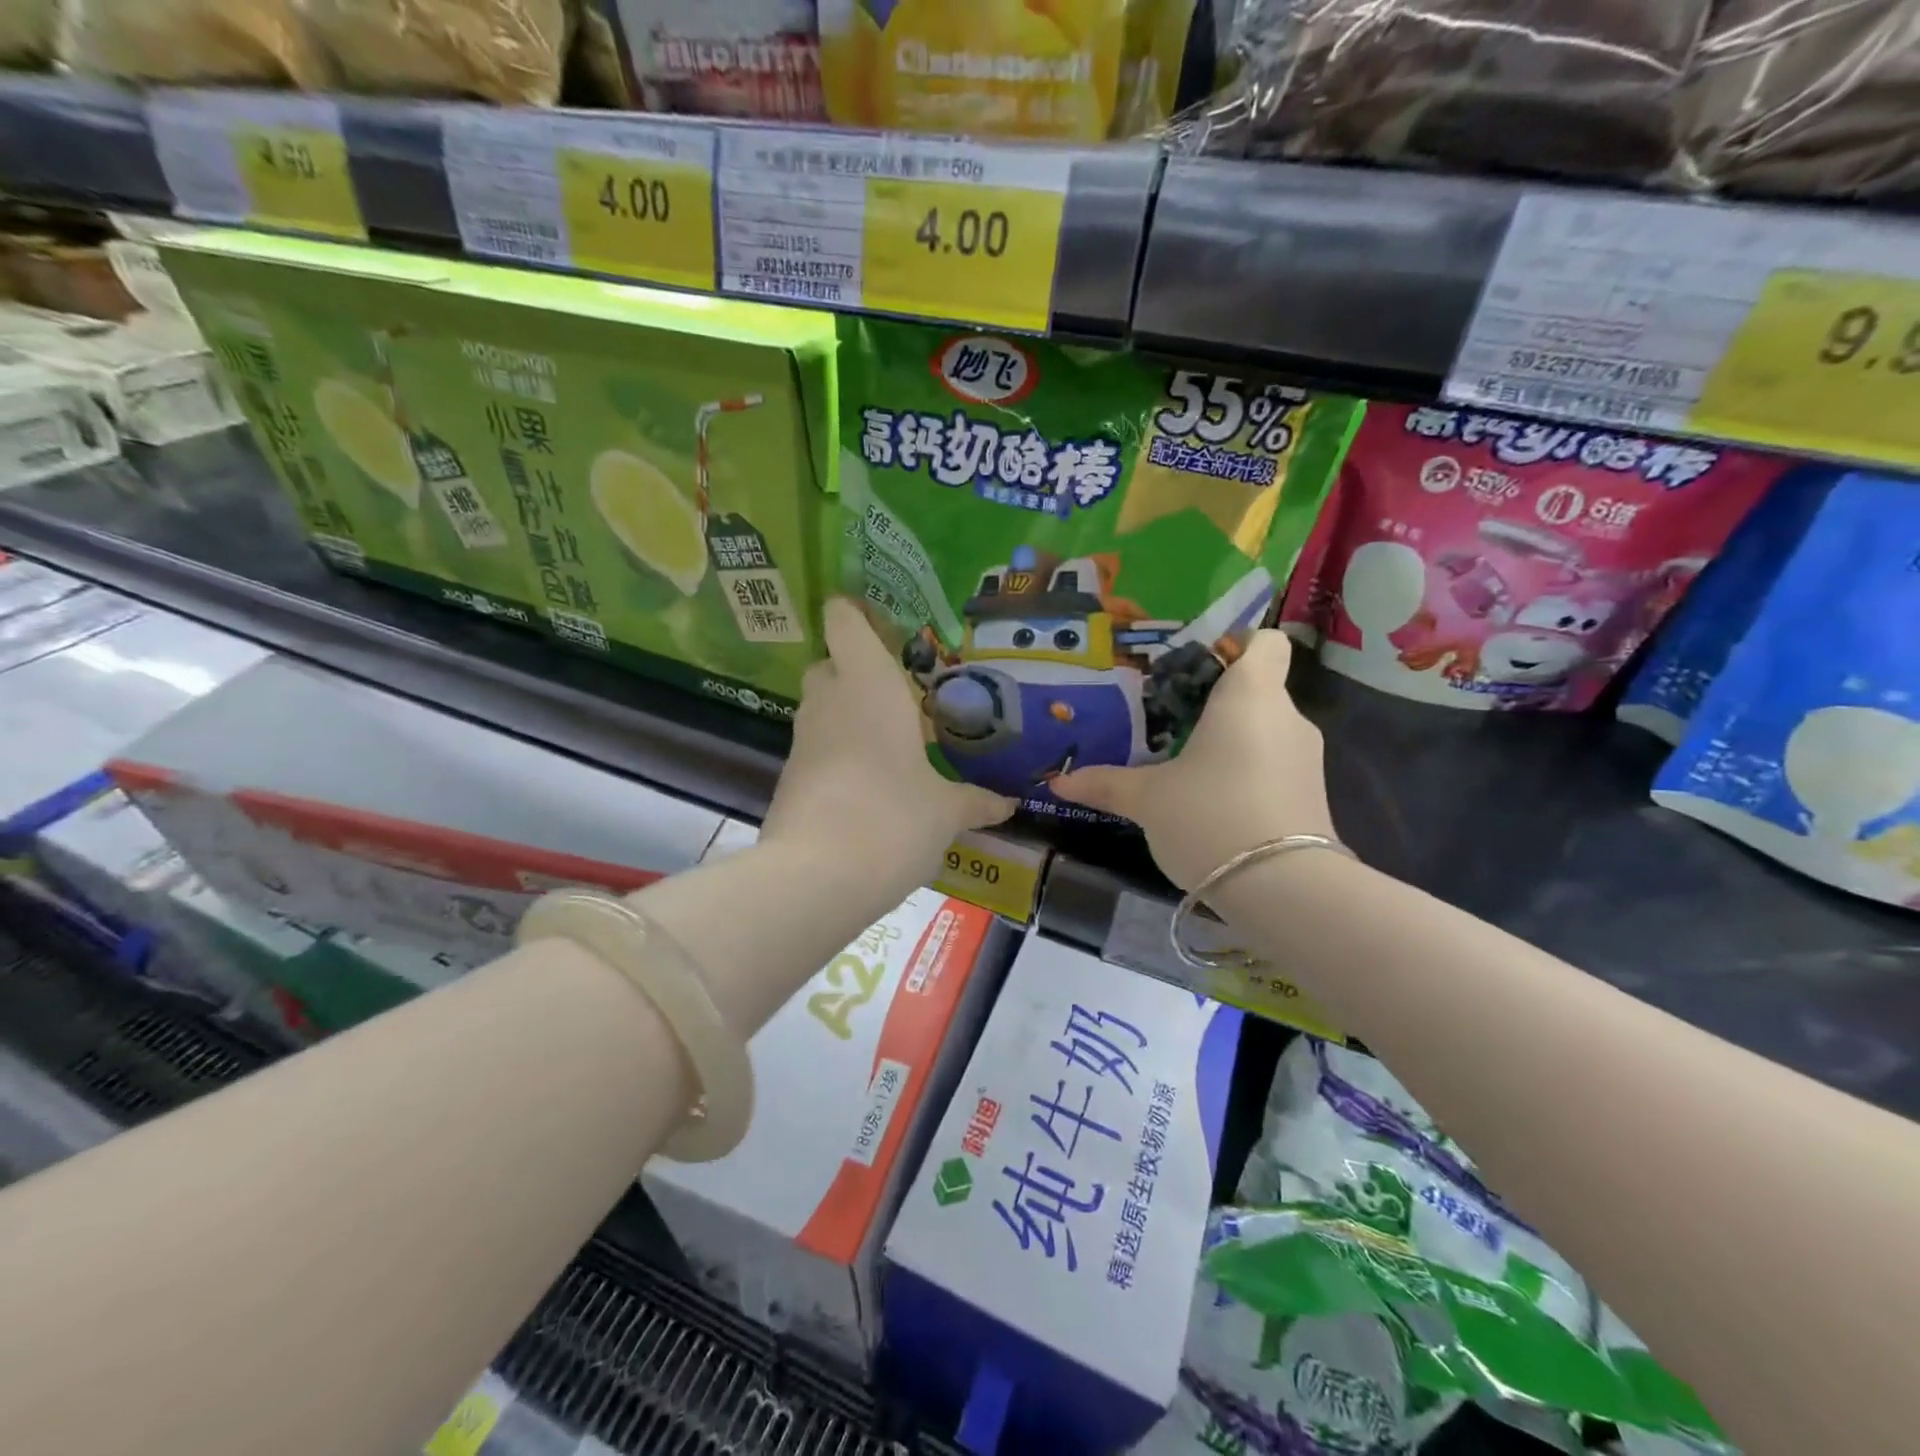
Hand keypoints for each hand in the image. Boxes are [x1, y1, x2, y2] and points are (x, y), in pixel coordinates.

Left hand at [762, 598, 1013, 884]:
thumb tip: (1008, 804)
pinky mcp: (788, 776)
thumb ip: (975, 800)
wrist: (817, 877)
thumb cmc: (894, 817)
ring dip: (848, 715)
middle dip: (857, 671)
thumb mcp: (945, 811)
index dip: (855, 612)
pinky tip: (870, 783)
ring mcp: (802, 739)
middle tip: (900, 693)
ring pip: (821, 708)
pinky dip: (838, 753)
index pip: (844, 620)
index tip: (882, 623)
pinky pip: (816, 747)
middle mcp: (829, 700)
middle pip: (830, 664)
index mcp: (868, 684)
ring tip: (892, 741)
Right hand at [1052, 630, 1334, 890]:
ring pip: (1264, 731)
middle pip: (1256, 689)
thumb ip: (1105, 784)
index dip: (1234, 644)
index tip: (1195, 669)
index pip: (1264, 642)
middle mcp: (1286, 716)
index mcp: (1250, 696)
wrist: (1284, 890)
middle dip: (1214, 703)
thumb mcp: (1148, 800)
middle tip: (1168, 724)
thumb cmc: (1209, 816)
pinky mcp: (1311, 795)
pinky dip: (1246, 772)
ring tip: (1184, 767)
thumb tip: (1058, 782)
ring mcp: (1306, 758)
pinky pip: (1273, 765)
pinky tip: (1211, 802)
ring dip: (1229, 742)